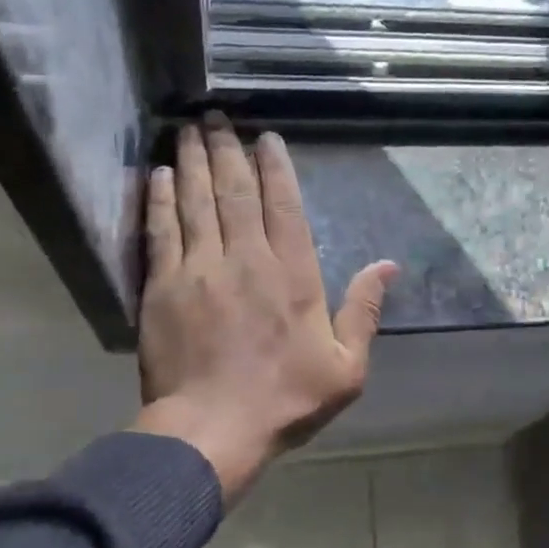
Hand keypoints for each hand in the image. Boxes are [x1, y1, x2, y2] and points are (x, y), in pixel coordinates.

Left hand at [131, 115, 396, 500]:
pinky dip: (160, 199)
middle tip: (217, 115)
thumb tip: (388, 266)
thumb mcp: (345, 366)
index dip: (274, 167)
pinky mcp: (162, 288)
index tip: (265, 137)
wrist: (210, 432)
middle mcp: (245, 259)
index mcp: (292, 274)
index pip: (283, 205)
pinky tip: (161, 173)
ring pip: (196, 202)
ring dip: (194, 161)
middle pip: (234, 192)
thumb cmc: (284, 400)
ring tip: (190, 128)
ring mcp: (199, 270)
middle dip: (227, 149)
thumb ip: (364, 310)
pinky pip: (160, 231)